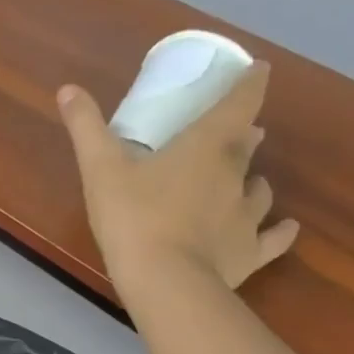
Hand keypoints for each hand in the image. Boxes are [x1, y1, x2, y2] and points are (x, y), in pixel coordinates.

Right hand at [57, 60, 297, 292]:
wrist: (165, 284)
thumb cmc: (134, 219)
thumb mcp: (101, 169)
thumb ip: (86, 128)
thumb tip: (67, 89)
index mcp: (206, 146)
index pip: (239, 103)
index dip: (251, 82)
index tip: (259, 70)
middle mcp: (236, 175)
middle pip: (248, 145)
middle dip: (244, 134)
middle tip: (238, 131)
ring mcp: (247, 216)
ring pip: (261, 190)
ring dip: (255, 181)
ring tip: (248, 181)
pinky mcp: (249, 253)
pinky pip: (273, 238)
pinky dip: (280, 231)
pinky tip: (286, 228)